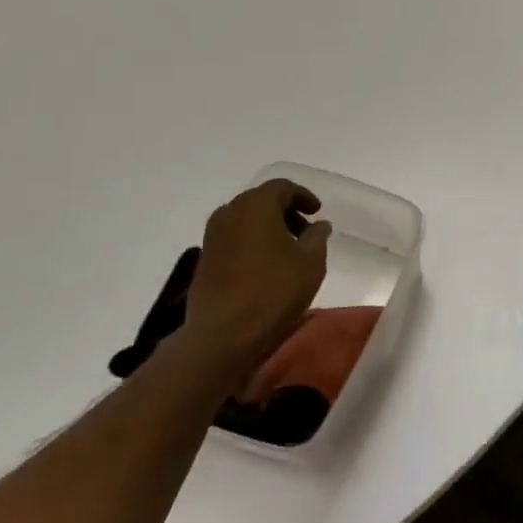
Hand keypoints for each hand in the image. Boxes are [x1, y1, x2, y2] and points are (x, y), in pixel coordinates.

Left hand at [183, 179, 331, 381]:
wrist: (223, 334)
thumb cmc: (273, 291)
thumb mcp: (311, 261)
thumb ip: (317, 236)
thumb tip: (318, 225)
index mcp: (256, 205)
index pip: (282, 187)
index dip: (303, 196)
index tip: (317, 212)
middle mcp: (230, 212)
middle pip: (261, 200)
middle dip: (285, 211)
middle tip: (305, 231)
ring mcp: (212, 236)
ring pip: (245, 219)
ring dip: (268, 227)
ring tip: (287, 250)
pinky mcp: (205, 259)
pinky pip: (234, 238)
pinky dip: (252, 242)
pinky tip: (266, 265)